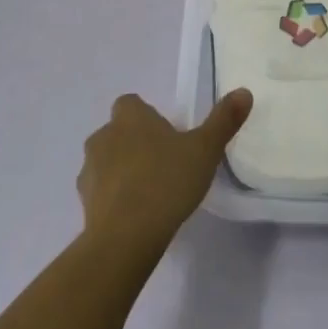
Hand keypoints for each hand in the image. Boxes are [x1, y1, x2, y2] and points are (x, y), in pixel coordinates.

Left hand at [76, 90, 252, 256]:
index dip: (147, 116)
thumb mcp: (205, 149)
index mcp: (129, 117)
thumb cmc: (166, 182)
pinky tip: (136, 214)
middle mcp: (103, 136)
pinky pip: (101, 192)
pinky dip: (114, 198)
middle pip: (118, 132)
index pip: (131, 104)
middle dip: (135, 143)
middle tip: (164, 163)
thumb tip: (244, 92)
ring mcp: (89, 171)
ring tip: (151, 192)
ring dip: (122, 170)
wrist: (125, 237)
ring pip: (106, 161)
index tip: (167, 135)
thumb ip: (223, 120)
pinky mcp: (83, 203)